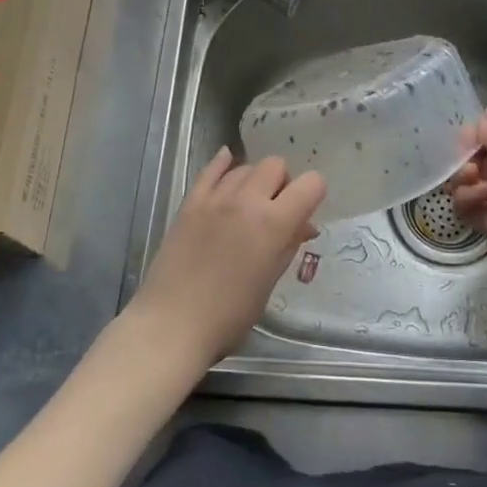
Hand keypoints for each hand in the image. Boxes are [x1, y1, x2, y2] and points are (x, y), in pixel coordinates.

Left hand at [127, 147, 324, 368]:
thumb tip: (305, 225)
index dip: (314, 194)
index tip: (306, 212)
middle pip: (276, 165)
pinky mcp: (190, 203)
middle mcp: (247, 200)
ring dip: (255, 179)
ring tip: (250, 203)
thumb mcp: (270, 281)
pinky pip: (211, 170)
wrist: (172, 323)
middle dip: (283, 183)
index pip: (310, 184)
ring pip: (245, 167)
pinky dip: (224, 164)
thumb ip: (289, 245)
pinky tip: (228, 162)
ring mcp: (215, 198)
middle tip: (277, 210)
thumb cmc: (229, 315)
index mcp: (274, 223)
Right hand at [450, 108, 486, 243]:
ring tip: (481, 183)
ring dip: (464, 182)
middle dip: (462, 165)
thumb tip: (473, 128)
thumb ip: (483, 129)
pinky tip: (484, 196)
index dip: (469, 144)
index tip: (467, 143)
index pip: (481, 146)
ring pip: (462, 189)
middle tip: (471, 167)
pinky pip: (464, 211)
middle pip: (467, 168)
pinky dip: (468, 201)